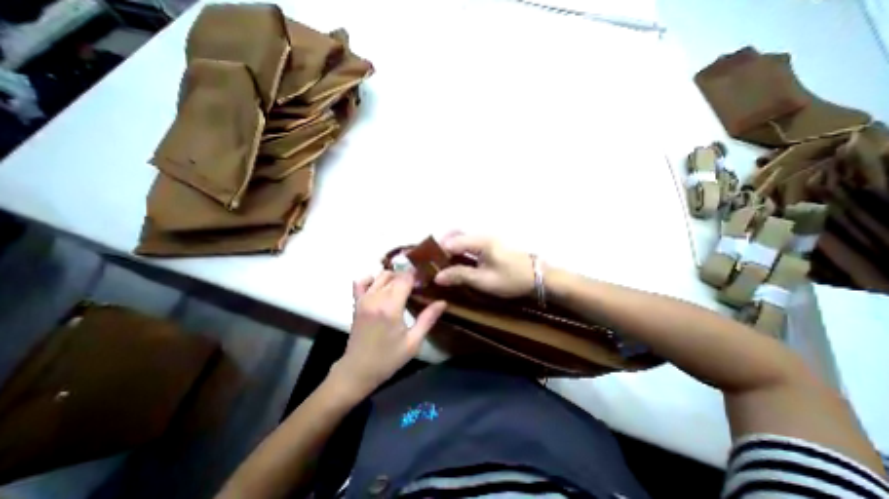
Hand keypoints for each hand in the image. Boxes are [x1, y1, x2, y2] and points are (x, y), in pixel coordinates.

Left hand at [328, 269, 444, 397]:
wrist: (358, 371)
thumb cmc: (388, 359)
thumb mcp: (413, 342)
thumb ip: (428, 319)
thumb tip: (443, 302)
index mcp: (391, 307)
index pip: (405, 279)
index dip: (417, 277)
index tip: (425, 283)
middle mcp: (376, 298)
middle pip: (395, 276)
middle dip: (408, 277)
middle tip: (417, 288)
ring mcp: (364, 299)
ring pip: (381, 275)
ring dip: (394, 277)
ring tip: (403, 288)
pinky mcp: (356, 303)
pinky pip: (361, 282)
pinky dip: (372, 279)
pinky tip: (381, 287)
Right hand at [433, 231, 530, 297]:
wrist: (537, 277)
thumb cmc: (511, 279)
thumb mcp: (484, 281)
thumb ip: (460, 276)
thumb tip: (437, 277)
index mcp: (480, 242)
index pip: (451, 242)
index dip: (437, 252)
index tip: (428, 264)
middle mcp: (481, 236)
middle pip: (455, 235)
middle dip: (441, 246)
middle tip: (433, 262)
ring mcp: (486, 239)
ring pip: (461, 238)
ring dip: (449, 247)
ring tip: (441, 263)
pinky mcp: (489, 245)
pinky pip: (468, 243)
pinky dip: (458, 249)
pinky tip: (456, 261)